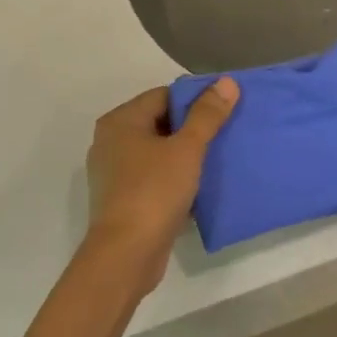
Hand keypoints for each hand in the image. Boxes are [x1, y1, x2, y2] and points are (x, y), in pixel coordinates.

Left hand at [85, 79, 238, 284]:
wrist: (127, 254)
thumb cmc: (154, 192)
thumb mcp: (187, 149)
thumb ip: (207, 115)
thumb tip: (226, 82)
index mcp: (120, 121)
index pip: (163, 96)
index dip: (195, 100)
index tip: (224, 110)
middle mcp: (110, 142)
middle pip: (159, 123)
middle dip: (192, 128)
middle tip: (226, 133)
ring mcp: (114, 173)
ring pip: (157, 153)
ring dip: (185, 155)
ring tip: (219, 158)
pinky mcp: (122, 199)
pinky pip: (154, 178)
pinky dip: (175, 178)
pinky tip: (200, 187)